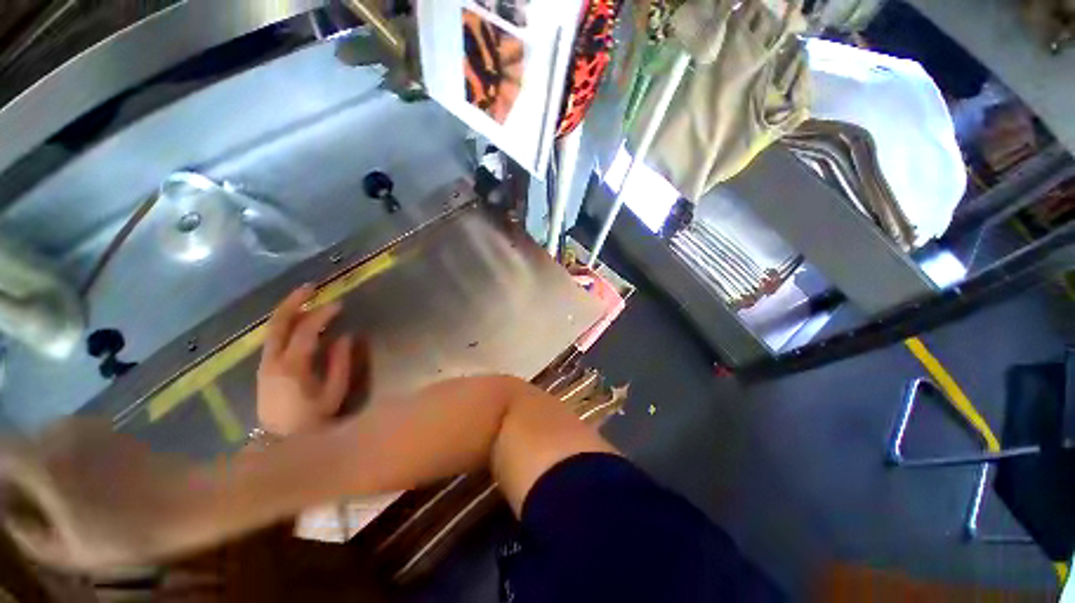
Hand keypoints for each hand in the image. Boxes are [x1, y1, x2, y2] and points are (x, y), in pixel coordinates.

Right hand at [0, 420, 203, 572]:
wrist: (189, 500)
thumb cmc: (128, 533)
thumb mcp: (70, 551)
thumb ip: (30, 534)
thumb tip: (10, 518)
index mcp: (42, 462)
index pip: (0, 451)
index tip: (6, 500)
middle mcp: (62, 433)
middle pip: (22, 444)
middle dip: (17, 470)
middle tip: (27, 500)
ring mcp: (91, 426)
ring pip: (48, 438)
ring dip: (43, 460)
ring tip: (56, 493)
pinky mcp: (115, 428)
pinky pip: (75, 436)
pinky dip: (67, 453)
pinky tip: (84, 479)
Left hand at [257, 285, 357, 435]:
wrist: (282, 443)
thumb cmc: (313, 419)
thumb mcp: (334, 392)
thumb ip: (340, 362)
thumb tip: (345, 336)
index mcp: (292, 367)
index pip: (305, 331)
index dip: (323, 315)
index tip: (339, 304)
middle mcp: (272, 361)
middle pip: (278, 324)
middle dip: (293, 302)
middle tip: (311, 287)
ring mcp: (264, 364)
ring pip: (273, 329)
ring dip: (289, 311)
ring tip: (307, 299)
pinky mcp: (264, 368)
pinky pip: (274, 338)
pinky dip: (286, 324)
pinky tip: (299, 321)